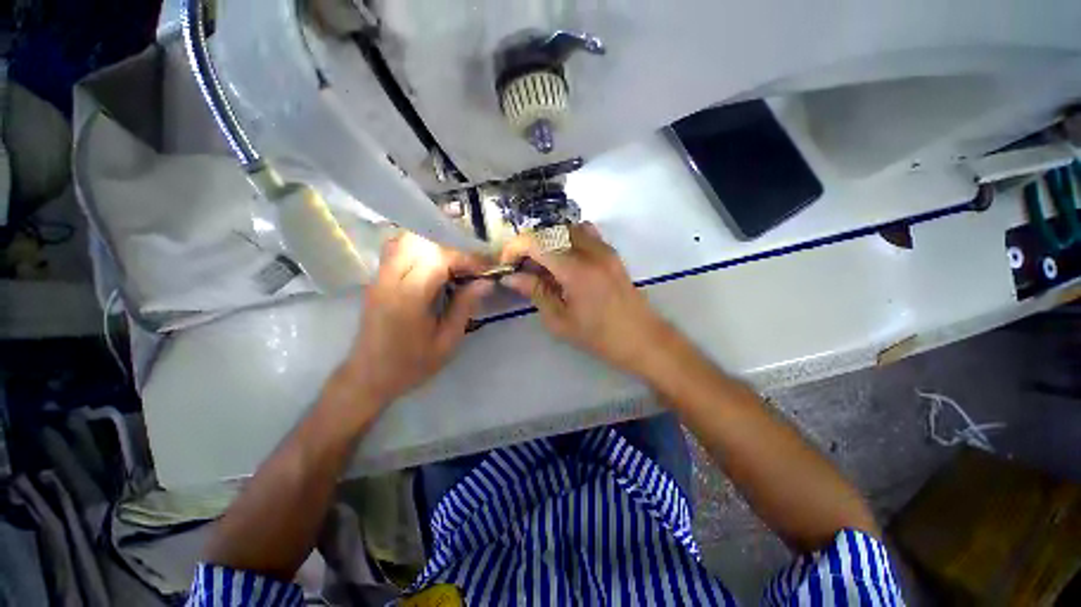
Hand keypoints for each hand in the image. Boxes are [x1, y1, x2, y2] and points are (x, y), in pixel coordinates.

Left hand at [340, 232, 492, 406]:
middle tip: (470, 268)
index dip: (466, 258)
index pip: (438, 258)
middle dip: (452, 249)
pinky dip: (420, 248)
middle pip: (421, 242)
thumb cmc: (411, 365)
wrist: (369, 376)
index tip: (484, 270)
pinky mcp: (377, 278)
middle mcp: (390, 280)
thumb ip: (464, 307)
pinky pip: (398, 248)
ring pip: (407, 240)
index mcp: (408, 298)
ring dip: (435, 246)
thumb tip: (485, 282)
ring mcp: (379, 277)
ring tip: (454, 266)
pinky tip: (433, 265)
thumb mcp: (447, 342)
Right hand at [499, 223, 672, 374]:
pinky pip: (585, 234)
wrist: (642, 338)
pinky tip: (566, 262)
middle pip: (550, 231)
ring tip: (544, 265)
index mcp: (575, 270)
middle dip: (531, 245)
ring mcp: (604, 249)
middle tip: (524, 269)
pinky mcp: (612, 252)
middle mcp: (590, 251)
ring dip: (549, 242)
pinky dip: (568, 240)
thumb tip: (511, 277)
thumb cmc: (599, 336)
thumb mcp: (560, 320)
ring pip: (567, 229)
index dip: (515, 248)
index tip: (507, 264)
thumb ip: (535, 292)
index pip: (536, 242)